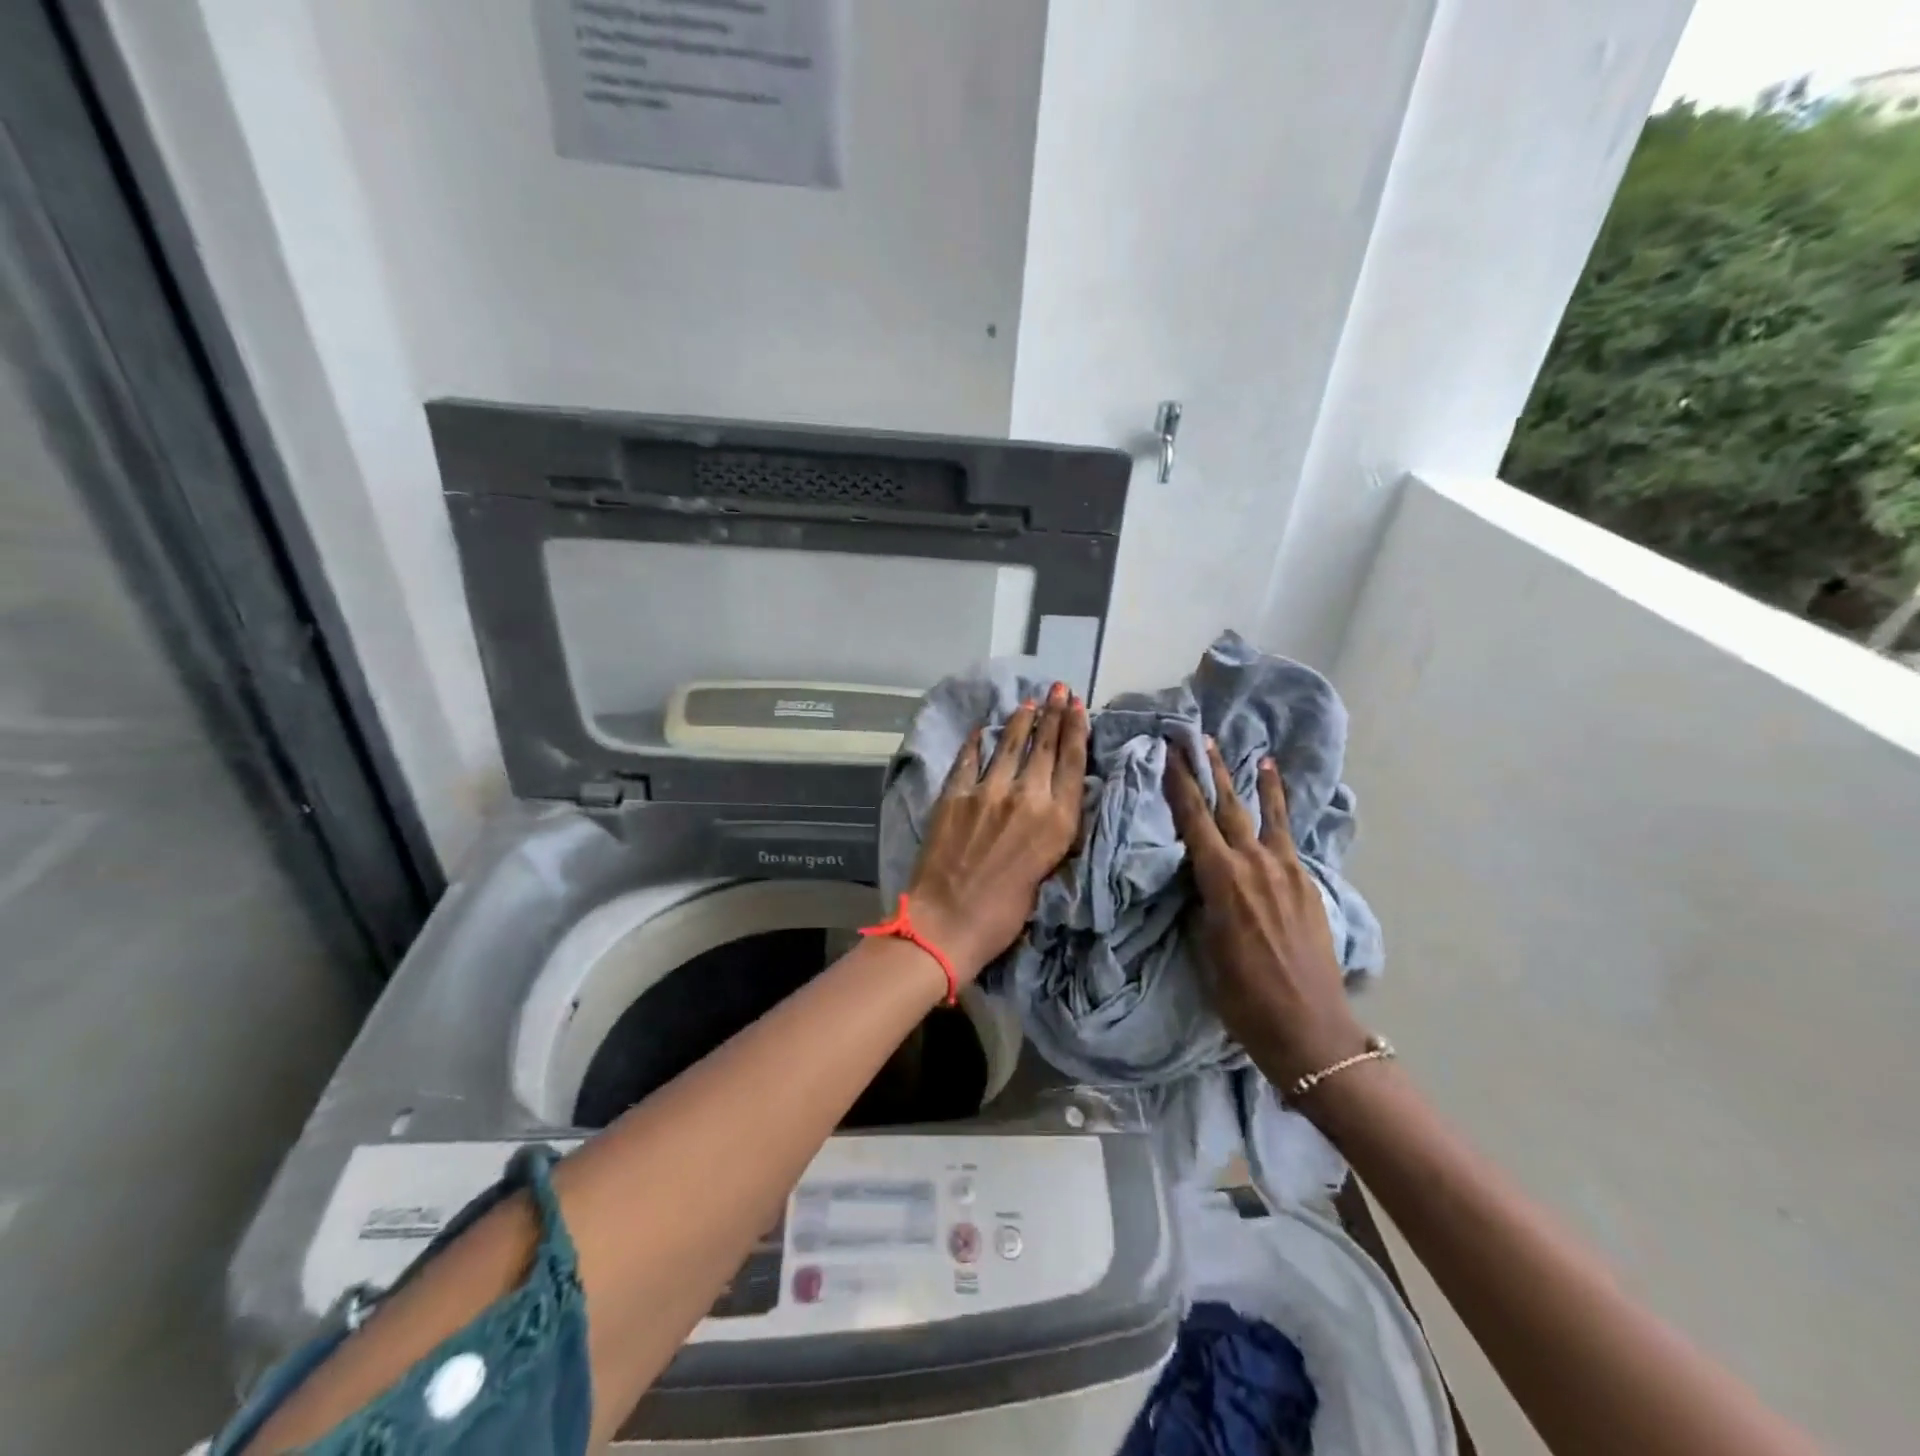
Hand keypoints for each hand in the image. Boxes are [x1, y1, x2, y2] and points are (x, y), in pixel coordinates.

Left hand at [906, 682, 1087, 982]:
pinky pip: (969, 759)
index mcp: (1057, 822)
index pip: (1072, 763)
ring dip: (1021, 721)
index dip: (1076, 730)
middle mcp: (1027, 798)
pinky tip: (983, 729)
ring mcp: (988, 792)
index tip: (1078, 705)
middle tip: (1059, 689)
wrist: (948, 923)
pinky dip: (977, 742)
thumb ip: (1052, 831)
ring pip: (1009, 745)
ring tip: (1029, 702)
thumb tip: (1052, 802)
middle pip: (1044, 747)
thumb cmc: (1004, 914)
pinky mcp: (955, 795)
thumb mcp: (1047, 872)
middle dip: (1054, 714)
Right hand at [1166, 737, 1369, 1088]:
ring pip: (1266, 814)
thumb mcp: (1206, 947)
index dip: (1180, 784)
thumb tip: (1201, 876)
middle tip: (1198, 737)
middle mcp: (1254, 864)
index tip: (1169, 753)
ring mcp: (1286, 871)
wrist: (1309, 1027)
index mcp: (1222, 880)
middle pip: (1228, 806)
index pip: (1194, 819)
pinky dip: (1282, 811)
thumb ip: (1204, 901)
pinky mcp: (1307, 883)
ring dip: (1255, 782)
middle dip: (1211, 769)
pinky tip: (1278, 797)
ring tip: (1252, 752)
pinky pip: (1289, 837)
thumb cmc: (1243, 996)